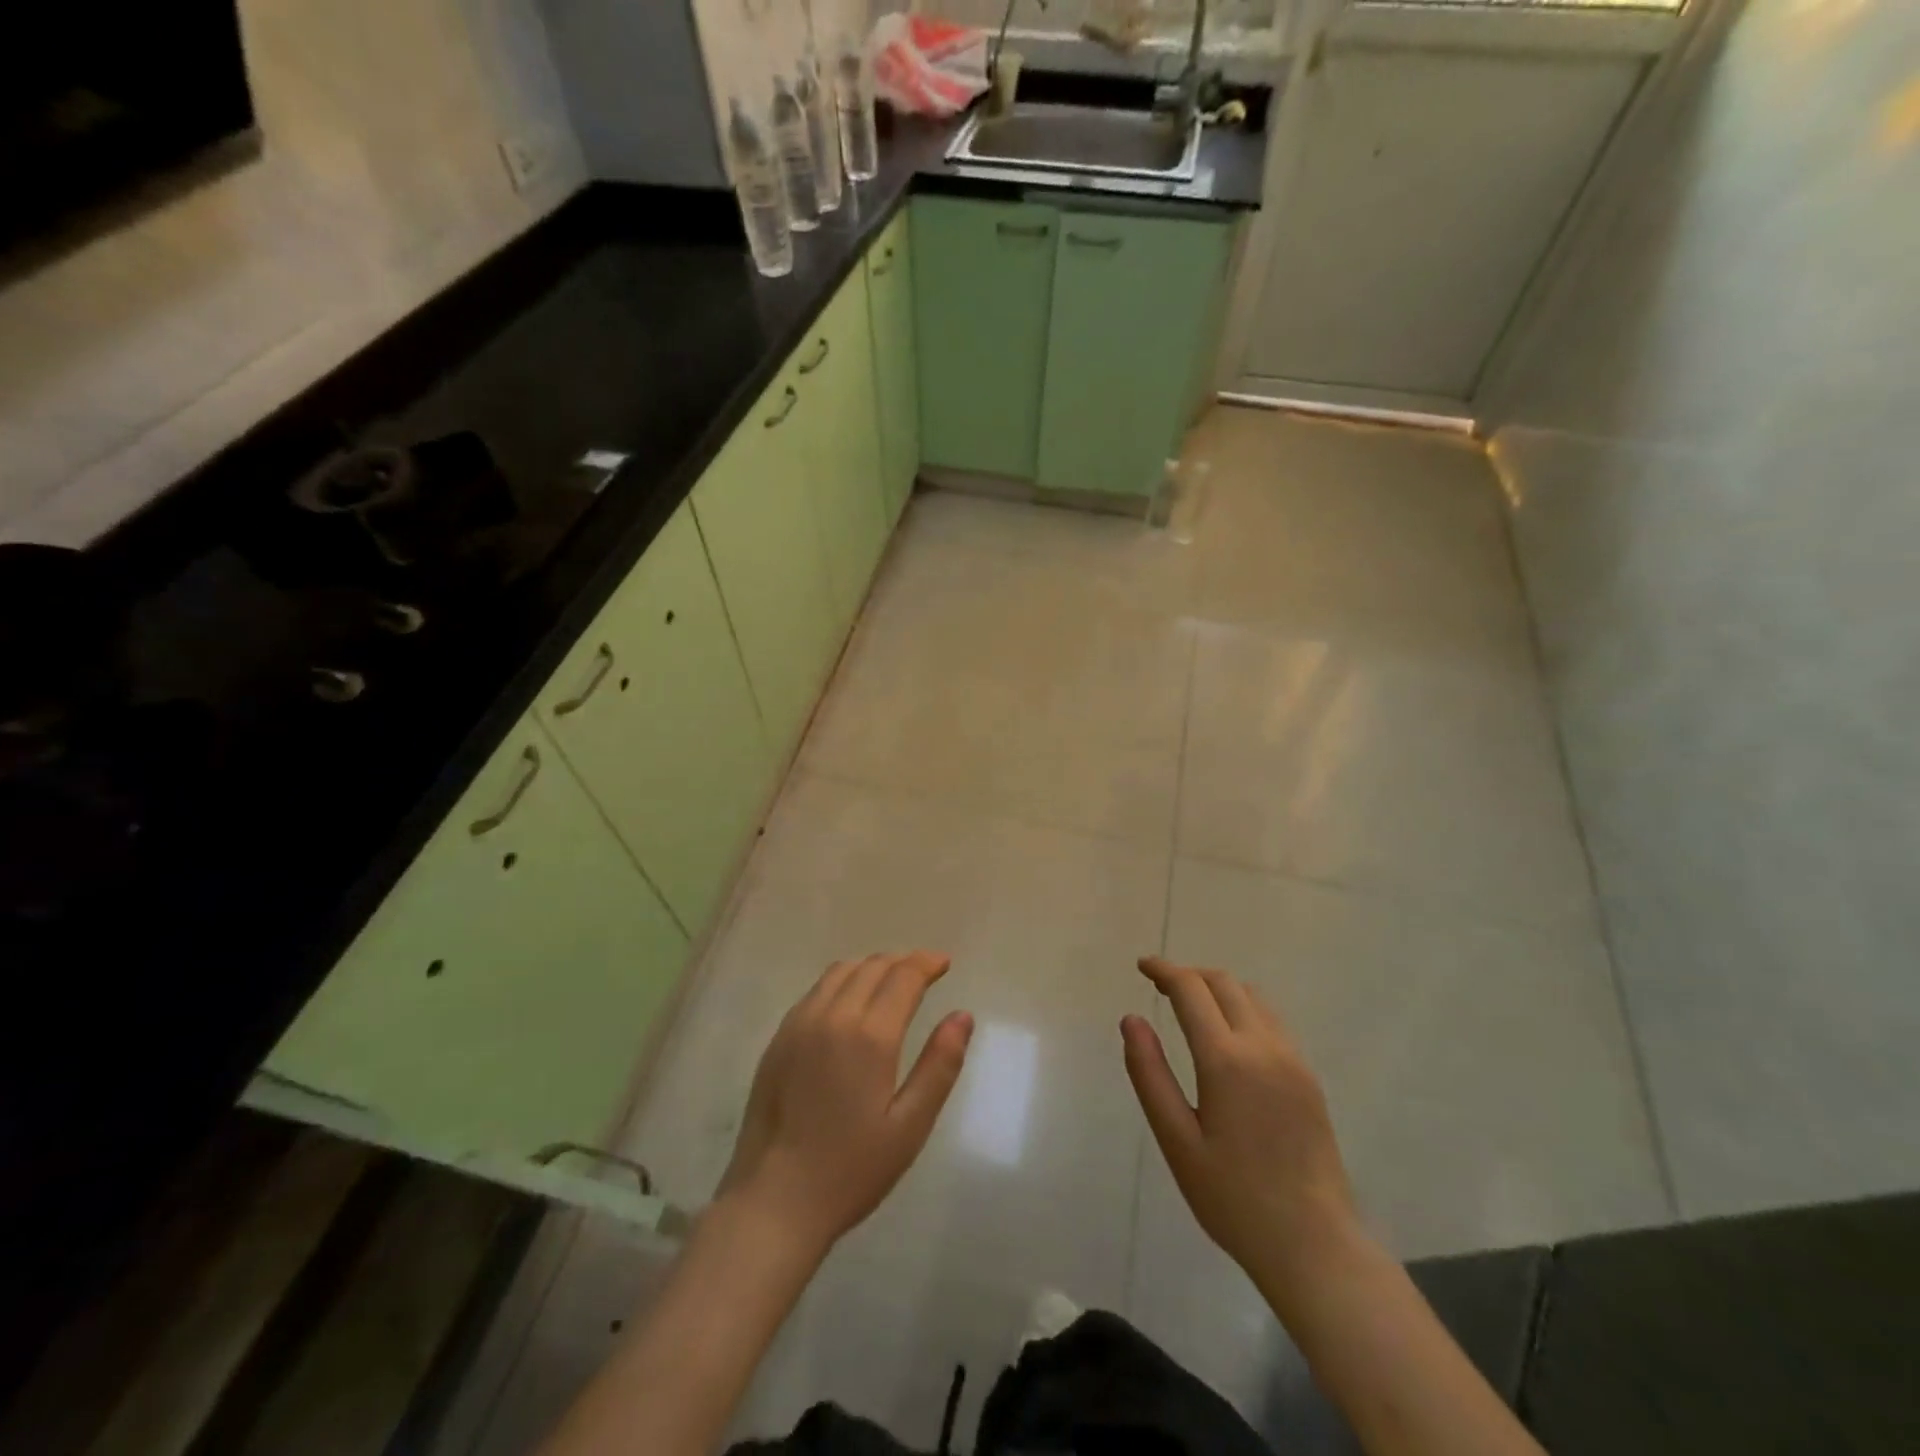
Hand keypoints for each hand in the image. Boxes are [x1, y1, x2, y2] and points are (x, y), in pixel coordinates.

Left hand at [717, 951, 972, 1254]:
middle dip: (903, 961)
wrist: (773, 1201)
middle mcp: (833, 1016)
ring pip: (841, 971)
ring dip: (872, 966)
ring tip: (891, 980)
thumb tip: (962, 1016)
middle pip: (873, 966)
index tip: (944, 963)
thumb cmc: (850, 1170)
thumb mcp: (910, 1126)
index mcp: (869, 1035)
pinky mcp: (779, 1038)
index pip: (903, 976)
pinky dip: (843, 980)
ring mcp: (800, 1023)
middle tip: (925, 971)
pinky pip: (816, 990)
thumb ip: (939, 1066)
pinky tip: (851, 1001)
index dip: (927, 962)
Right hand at [1122, 956, 1358, 1287]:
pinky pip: (1272, 1020)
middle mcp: (1264, 1047)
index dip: (1164, 970)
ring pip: (1252, 996)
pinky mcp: (1308, 1076)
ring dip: (1218, 988)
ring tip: (1191, 1007)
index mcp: (1227, 1060)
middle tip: (1160, 987)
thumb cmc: (1234, 1199)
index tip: (1142, 965)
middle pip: (1224, 983)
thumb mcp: (1177, 1141)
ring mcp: (1292, 1059)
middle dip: (1189, 975)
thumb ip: (1150, 1075)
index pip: (1191, 990)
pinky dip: (1243, 1008)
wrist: (1315, 1246)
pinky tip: (1228, 1036)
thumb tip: (1131, 1019)